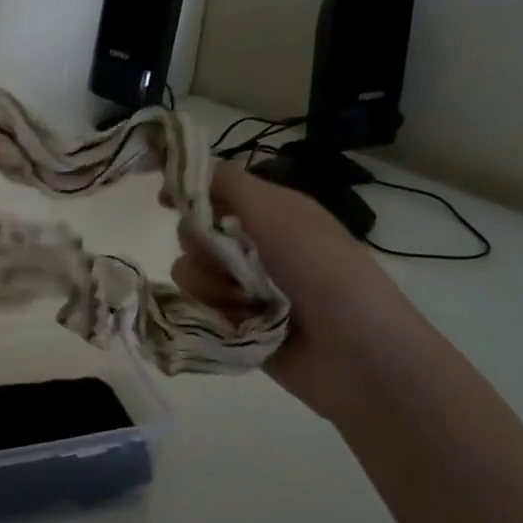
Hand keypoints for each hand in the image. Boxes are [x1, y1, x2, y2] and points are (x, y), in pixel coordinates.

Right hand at [171, 162, 433, 420]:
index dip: (188, 193)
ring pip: (188, 273)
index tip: (167, 202)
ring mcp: (242, 288)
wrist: (356, 352)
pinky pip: (195, 310)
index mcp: (270, 213)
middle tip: (233, 260)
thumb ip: (227, 183)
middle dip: (203, 246)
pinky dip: (213, 314)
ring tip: (247, 302)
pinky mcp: (232, 325)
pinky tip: (240, 324)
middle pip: (192, 232)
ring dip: (211, 286)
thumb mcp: (278, 211)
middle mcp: (253, 246)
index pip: (213, 192)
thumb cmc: (322, 270)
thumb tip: (178, 170)